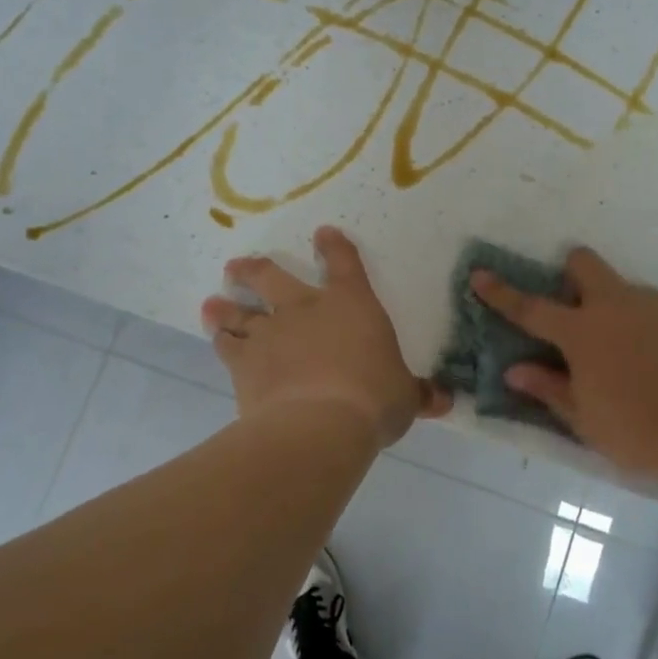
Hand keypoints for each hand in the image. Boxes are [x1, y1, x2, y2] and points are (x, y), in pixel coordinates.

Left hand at [202, 226, 450, 447]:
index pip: (344, 264)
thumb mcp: (404, 398)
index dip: (334, 246)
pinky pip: (226, 344)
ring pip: (240, 310)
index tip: (323, 234)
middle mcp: (305, 309)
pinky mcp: (244, 363)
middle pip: (272, 277)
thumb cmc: (373, 400)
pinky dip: (220, 339)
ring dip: (226, 305)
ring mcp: (270, 333)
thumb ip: (418, 394)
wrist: (320, 424)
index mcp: (351, 305)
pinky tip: (215, 338)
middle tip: (238, 266)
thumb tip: (443, 401)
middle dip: (254, 270)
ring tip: (214, 302)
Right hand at [472, 248, 657, 486]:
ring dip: (622, 315)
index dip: (501, 292)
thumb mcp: (585, 421)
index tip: (480, 275)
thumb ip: (548, 388)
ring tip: (639, 362)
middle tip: (579, 312)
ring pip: (630, 293)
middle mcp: (621, 305)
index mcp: (584, 333)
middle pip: (585, 264)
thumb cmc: (640, 436)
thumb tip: (514, 370)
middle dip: (573, 276)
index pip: (531, 308)